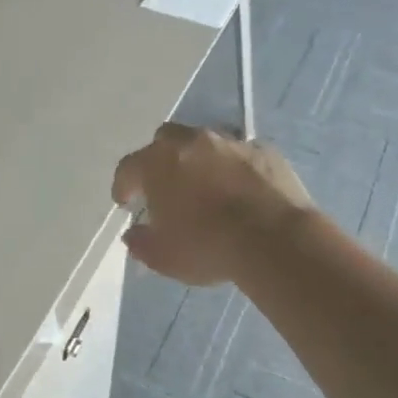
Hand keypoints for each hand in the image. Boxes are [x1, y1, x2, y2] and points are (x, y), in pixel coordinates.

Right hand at [111, 124, 312, 286]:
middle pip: (166, 140)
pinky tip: (240, 190)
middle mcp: (191, 143)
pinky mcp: (265, 151)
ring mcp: (231, 143)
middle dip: (160, 160)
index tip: (125, 202)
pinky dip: (234, 168)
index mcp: (158, 163)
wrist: (274, 239)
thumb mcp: (163, 257)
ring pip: (205, 143)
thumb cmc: (207, 247)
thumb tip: (133, 234)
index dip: (123, 185)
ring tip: (204, 188)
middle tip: (164, 186)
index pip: (128, 167)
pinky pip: (240, 155)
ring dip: (199, 161)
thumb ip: (141, 243)